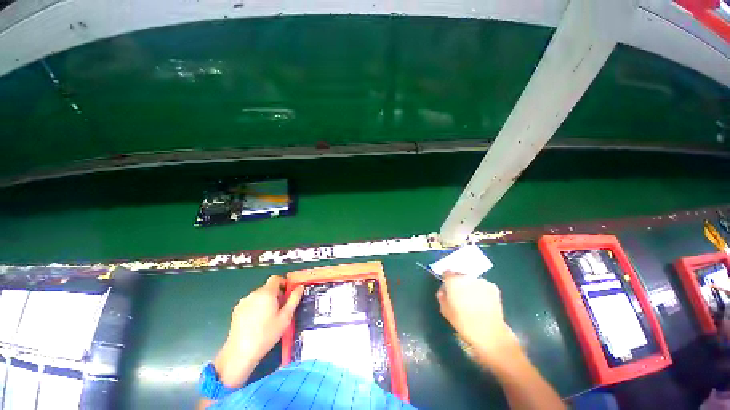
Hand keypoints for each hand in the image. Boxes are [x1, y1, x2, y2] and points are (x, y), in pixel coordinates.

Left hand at [214, 276, 303, 387]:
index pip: (276, 278)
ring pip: (259, 295)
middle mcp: (254, 293)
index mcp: (267, 293)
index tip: (288, 293)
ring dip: (266, 300)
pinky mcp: (236, 310)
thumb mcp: (285, 317)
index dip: (283, 283)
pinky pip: (250, 302)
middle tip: (281, 308)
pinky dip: (256, 306)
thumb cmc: (267, 334)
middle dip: (276, 294)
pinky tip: (257, 321)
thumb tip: (300, 287)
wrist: (240, 353)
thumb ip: (294, 299)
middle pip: (268, 287)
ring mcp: (244, 301)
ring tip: (269, 317)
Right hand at [436, 272, 520, 367]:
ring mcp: (482, 281)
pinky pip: (483, 286)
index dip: (447, 280)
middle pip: (460, 275)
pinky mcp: (494, 287)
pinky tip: (483, 303)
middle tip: (460, 296)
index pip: (447, 273)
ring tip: (473, 301)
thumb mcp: (445, 311)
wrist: (490, 333)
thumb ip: (442, 297)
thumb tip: (444, 292)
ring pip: (472, 280)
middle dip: (459, 283)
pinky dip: (481, 291)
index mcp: (453, 281)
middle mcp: (467, 277)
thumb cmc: (463, 322)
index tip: (448, 288)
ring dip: (471, 286)